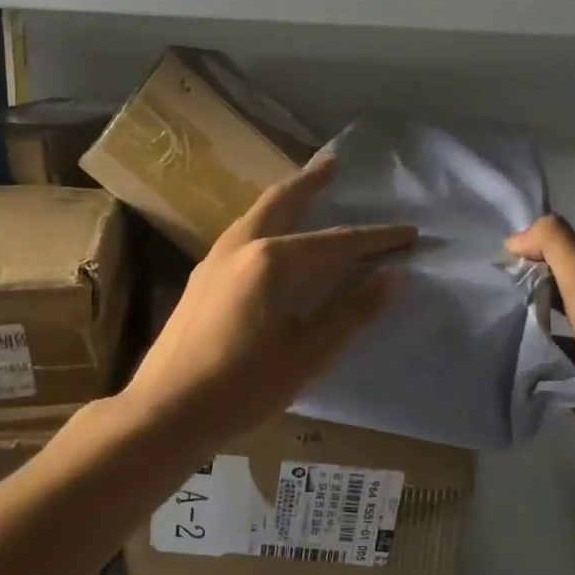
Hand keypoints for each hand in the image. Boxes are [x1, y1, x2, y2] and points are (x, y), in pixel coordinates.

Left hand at [124, 156, 414, 449]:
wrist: (164, 411)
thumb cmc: (243, 387)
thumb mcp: (308, 353)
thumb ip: (353, 311)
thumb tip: (396, 275)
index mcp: (272, 261)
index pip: (337, 243)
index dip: (376, 239)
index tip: (409, 233)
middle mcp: (240, 247)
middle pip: (282, 201)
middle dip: (312, 181)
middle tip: (334, 162)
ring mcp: (213, 261)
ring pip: (256, 214)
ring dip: (285, 199)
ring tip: (305, 190)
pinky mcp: (200, 280)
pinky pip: (241, 235)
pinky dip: (265, 222)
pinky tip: (269, 239)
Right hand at [506, 215, 574, 469]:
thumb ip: (554, 245)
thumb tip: (515, 240)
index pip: (562, 255)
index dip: (531, 250)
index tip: (494, 261)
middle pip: (553, 292)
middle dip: (521, 289)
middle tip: (481, 294)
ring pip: (546, 332)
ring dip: (520, 328)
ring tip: (482, 327)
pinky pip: (545, 369)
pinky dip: (526, 364)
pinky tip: (498, 363)